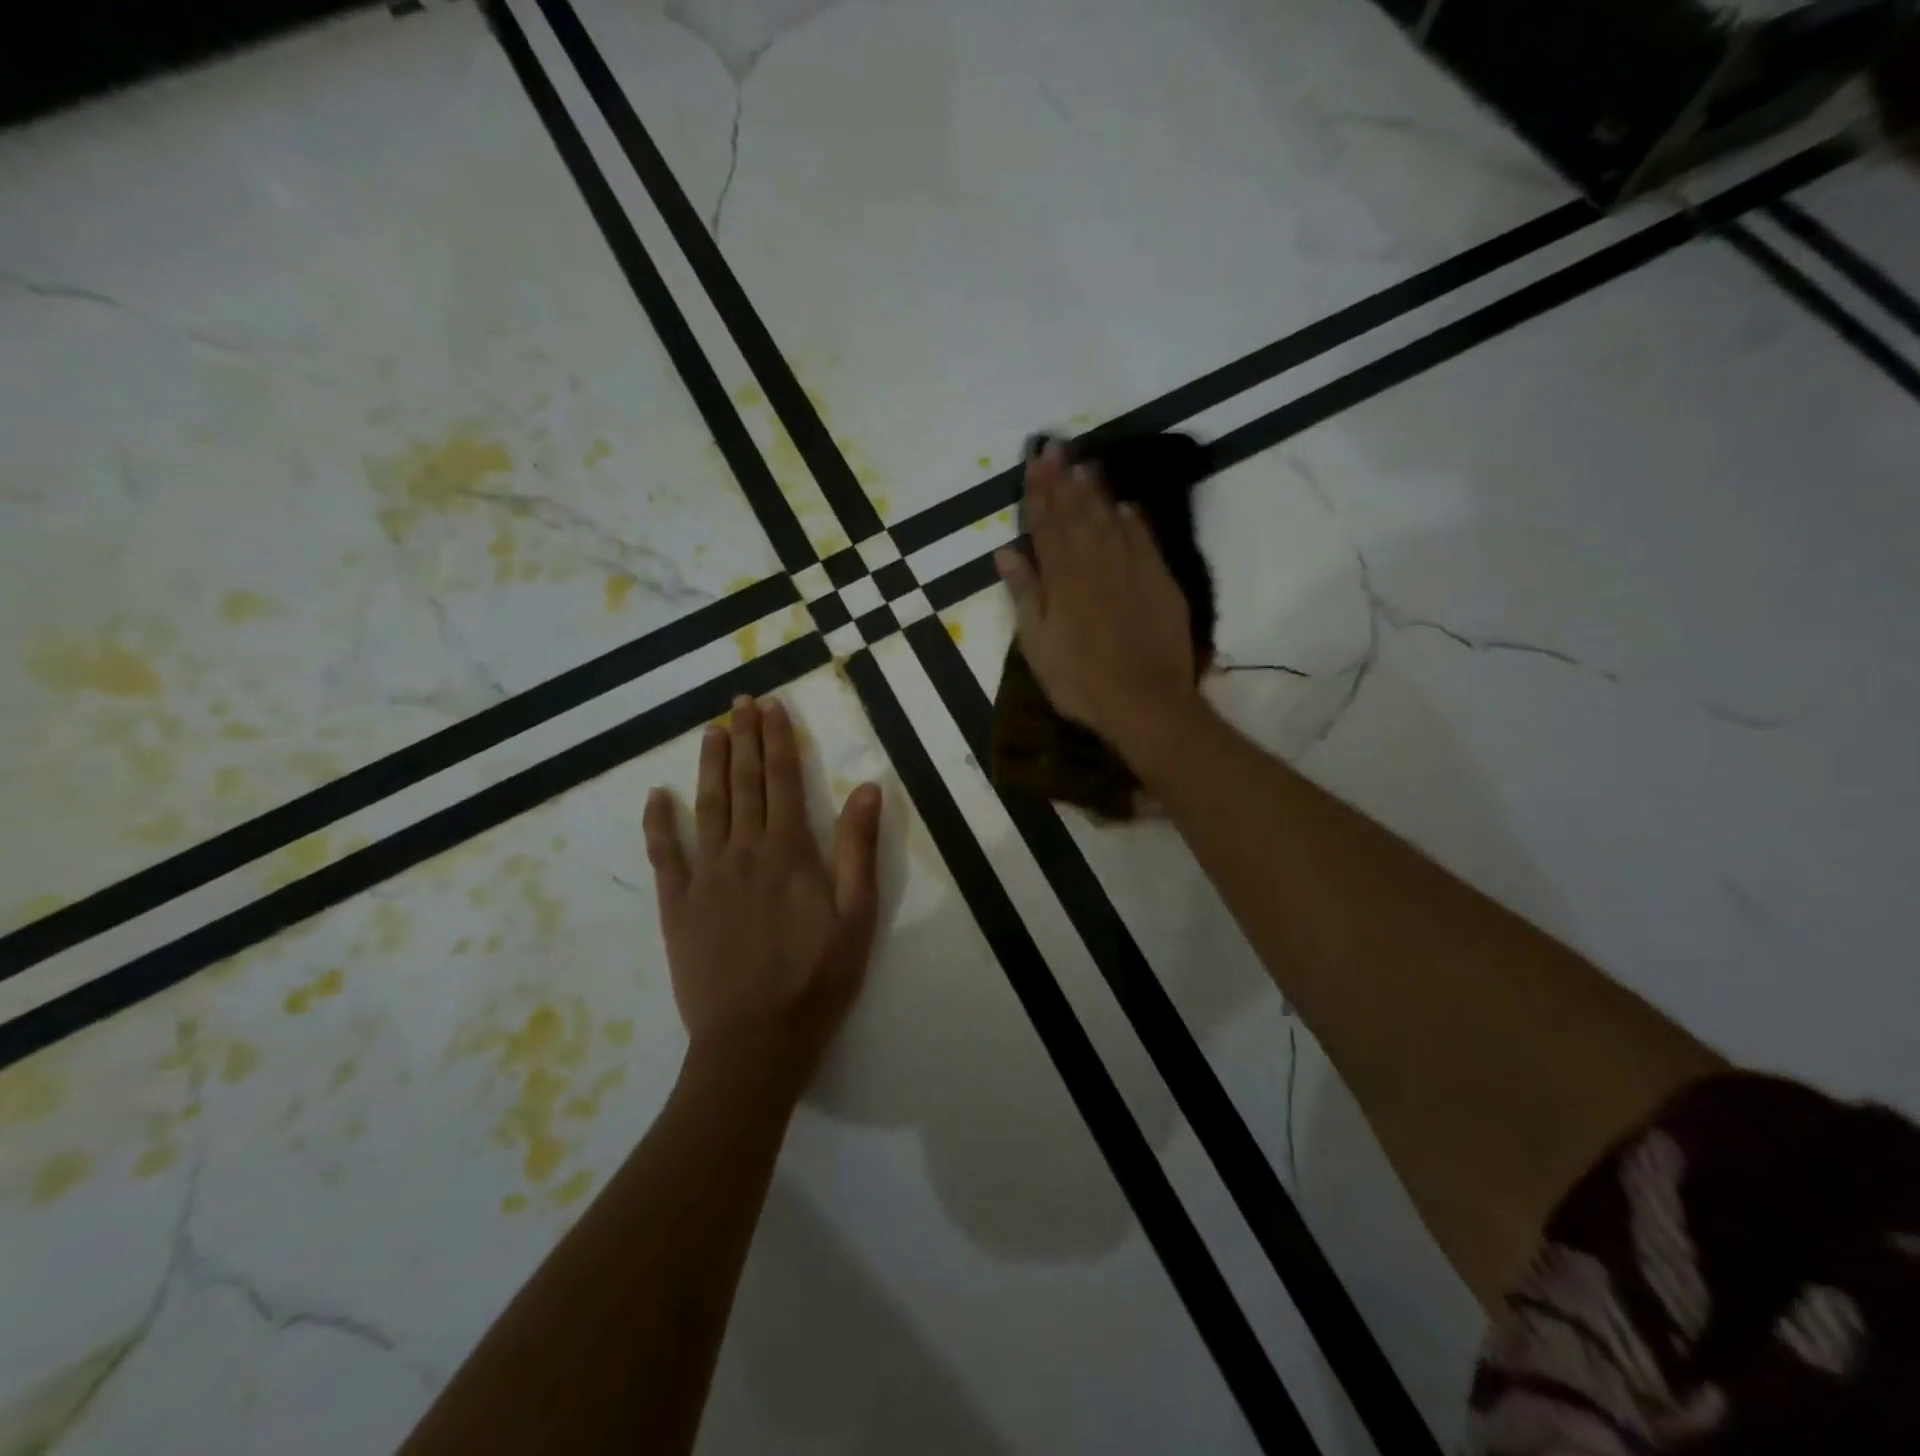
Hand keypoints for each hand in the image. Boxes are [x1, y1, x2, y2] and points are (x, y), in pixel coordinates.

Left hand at [644, 697, 883, 1088]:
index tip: (771, 706)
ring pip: (707, 807)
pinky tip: (657, 796)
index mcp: (789, 852)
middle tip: (740, 702)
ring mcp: (705, 877)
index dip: (777, 740)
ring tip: (711, 731)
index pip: (782, 780)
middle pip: (744, 784)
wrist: (755, 1040)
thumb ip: (858, 849)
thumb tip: (866, 787)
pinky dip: (658, 823)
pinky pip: (663, 856)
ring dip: (710, 765)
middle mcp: (743, 852)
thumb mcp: (857, 915)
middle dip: (744, 739)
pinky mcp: (677, 906)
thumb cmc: (817, 978)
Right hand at [994, 442, 1203, 758]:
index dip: (1038, 491)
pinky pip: (1143, 538)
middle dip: (1064, 478)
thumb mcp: (1038, 644)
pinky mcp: (1159, 580)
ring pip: (1109, 518)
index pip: (1046, 524)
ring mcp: (1131, 568)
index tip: (1033, 461)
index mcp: (1061, 578)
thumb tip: (1007, 551)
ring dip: (1095, 489)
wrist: (1144, 701)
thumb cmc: (1080, 680)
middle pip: (1077, 512)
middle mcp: (1095, 562)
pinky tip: (1124, 504)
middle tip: (1055, 446)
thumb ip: (1025, 594)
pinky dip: (1131, 519)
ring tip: (1084, 463)